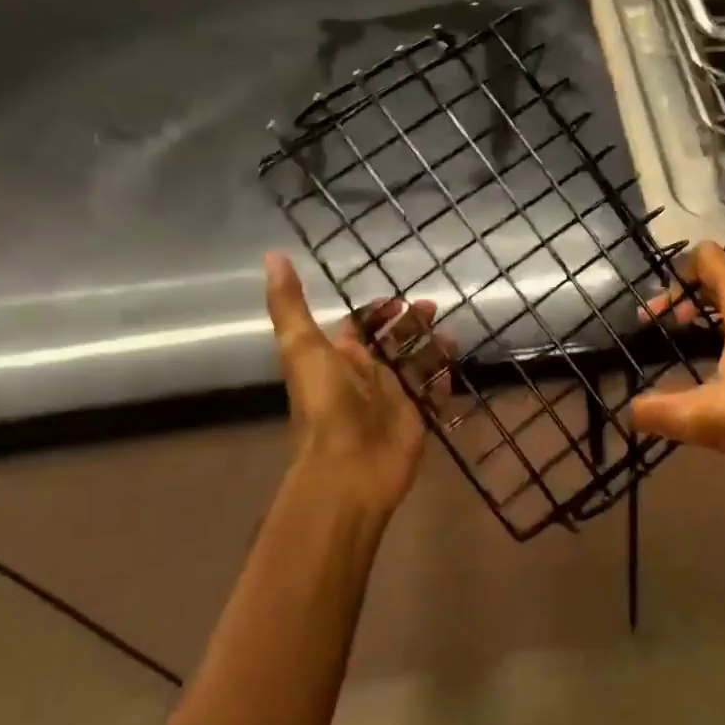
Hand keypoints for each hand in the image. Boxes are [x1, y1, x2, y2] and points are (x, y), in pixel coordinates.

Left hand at [263, 253, 455, 518]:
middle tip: (434, 307)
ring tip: (451, 336)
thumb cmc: (327, 405)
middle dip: (412, 323)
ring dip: (432, 348)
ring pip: (416, 365)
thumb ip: (290, 304)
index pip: (360, 326)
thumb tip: (272, 256)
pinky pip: (432, 394)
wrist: (350, 468)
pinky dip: (442, 381)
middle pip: (393, 341)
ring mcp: (393, 398)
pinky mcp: (415, 419)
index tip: (399, 299)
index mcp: (340, 357)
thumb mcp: (302, 347)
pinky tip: (452, 368)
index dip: (378, 310)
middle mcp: (367, 376)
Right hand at [628, 242, 724, 487]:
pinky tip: (719, 366)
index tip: (657, 308)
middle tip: (659, 327)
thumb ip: (662, 412)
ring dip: (706, 315)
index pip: (710, 259)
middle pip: (719, 280)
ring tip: (683, 342)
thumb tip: (630, 411)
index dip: (677, 272)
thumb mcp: (709, 419)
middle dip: (684, 298)